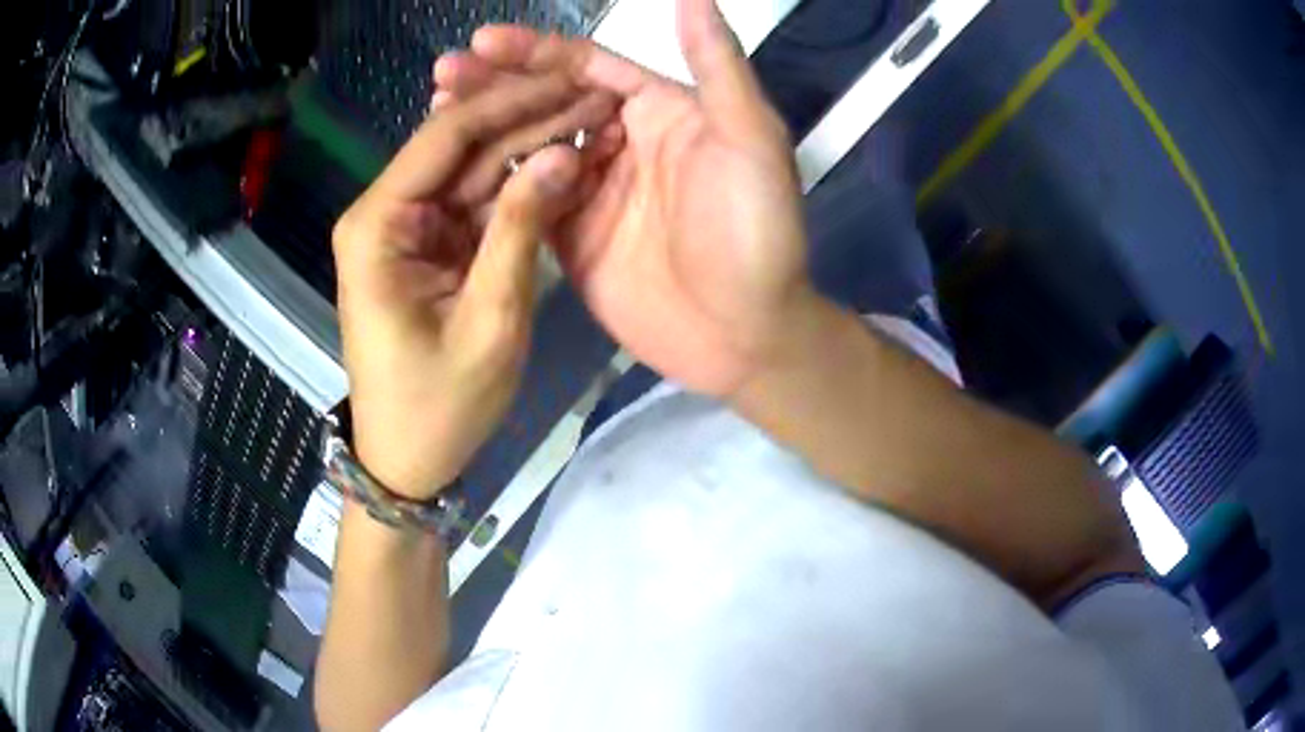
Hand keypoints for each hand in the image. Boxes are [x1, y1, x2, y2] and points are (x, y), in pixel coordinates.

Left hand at [333, 73, 617, 499]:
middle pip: (462, 146)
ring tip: (594, 119)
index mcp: (378, 225)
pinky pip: (479, 202)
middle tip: (598, 97)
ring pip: (475, 169)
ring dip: (533, 146)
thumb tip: (565, 154)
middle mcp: (386, 213)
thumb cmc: (439, 405)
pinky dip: (522, 186)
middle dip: (530, 119)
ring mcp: (410, 227)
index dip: (513, 102)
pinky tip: (567, 161)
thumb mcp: (490, 320)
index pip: (447, 137)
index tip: (576, 82)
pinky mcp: (432, 245)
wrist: (410, 459)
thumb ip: (522, 230)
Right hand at [436, 0, 817, 397]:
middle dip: (498, 83)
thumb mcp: (750, 139)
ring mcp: (591, 191)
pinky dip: (491, 182)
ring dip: (484, 126)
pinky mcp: (570, 237)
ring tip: (435, 110)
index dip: (539, 51)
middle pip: (549, 100)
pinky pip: (525, 199)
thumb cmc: (755, 232)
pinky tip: (452, 168)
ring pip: (529, 145)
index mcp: (660, 111)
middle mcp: (621, 141)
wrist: (744, 333)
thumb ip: (718, 67)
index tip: (484, 40)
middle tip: (446, 72)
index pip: (590, 67)